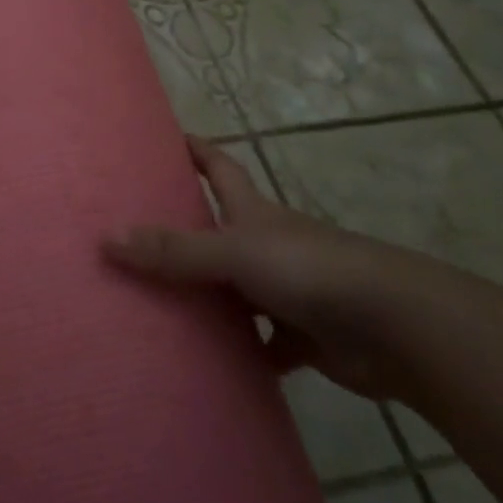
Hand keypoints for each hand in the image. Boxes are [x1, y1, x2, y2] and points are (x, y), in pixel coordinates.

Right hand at [103, 137, 457, 399]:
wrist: (396, 328)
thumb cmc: (310, 270)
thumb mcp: (233, 253)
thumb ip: (174, 251)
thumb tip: (106, 238)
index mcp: (254, 214)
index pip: (220, 168)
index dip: (197, 150)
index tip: (169, 138)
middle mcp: (270, 245)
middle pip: (221, 230)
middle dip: (186, 230)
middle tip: (137, 235)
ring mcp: (289, 291)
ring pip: (237, 291)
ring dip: (208, 299)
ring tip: (157, 307)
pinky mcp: (305, 337)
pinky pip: (263, 344)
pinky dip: (243, 353)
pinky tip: (211, 364)